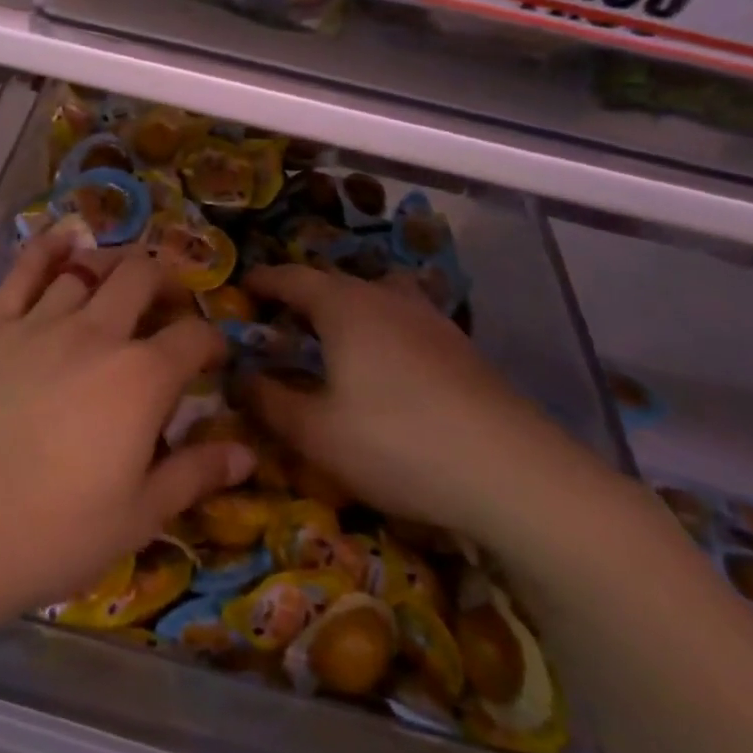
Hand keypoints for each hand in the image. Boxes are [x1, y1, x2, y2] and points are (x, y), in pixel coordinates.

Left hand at [0, 233, 249, 626]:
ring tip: (122, 272)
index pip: (193, 337)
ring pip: (86, 268)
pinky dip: (47, 248)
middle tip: (168, 302)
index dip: (212, 340)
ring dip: (113, 263)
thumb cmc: (49, 533)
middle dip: (166, 281)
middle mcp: (95, 333)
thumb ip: (194, 475)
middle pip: (141, 279)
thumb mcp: (136, 517)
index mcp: (141, 378)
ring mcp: (39, 323)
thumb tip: (247, 452)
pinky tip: (61, 237)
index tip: (213, 356)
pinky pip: (23, 271)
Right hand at [241, 264, 608, 549]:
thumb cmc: (398, 444)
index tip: (241, 287)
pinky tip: (383, 367)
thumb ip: (268, 401)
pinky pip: (404, 321)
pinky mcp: (460, 348)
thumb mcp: (315, 432)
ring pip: (375, 298)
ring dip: (345, 309)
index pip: (292, 278)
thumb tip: (238, 378)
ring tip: (330, 339)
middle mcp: (386, 298)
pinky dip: (379, 330)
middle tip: (278, 320)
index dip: (263, 281)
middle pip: (335, 283)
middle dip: (301, 296)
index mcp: (345, 307)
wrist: (514, 474)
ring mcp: (430, 320)